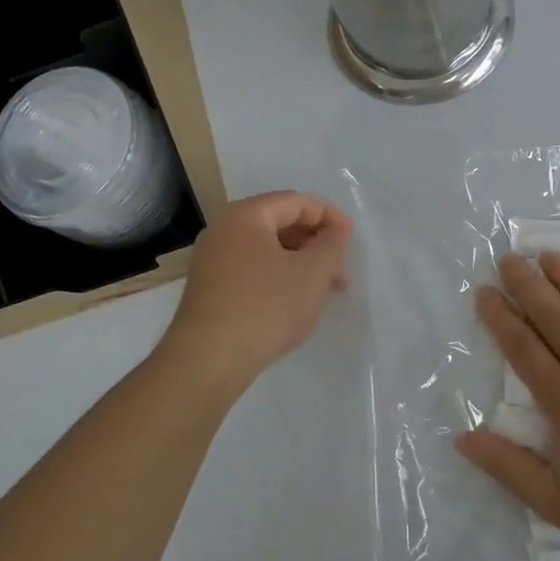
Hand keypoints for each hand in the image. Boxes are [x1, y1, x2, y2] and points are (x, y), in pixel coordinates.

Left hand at [156, 190, 351, 395]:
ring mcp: (211, 259)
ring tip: (323, 291)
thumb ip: (331, 245)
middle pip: (280, 223)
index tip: (350, 240)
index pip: (295, 202)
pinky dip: (278, 277)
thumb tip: (334, 231)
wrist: (209, 358)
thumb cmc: (266, 307)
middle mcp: (223, 229)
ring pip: (266, 249)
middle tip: (340, 272)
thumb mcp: (312, 273)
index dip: (329, 216)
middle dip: (315, 244)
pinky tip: (293, 301)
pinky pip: (251, 269)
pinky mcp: (209, 287)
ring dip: (299, 263)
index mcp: (245, 215)